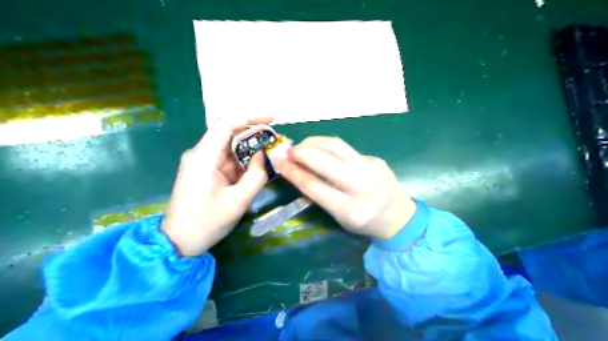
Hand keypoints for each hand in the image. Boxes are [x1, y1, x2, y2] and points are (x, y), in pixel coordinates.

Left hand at [160, 115, 269, 254]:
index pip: (226, 124)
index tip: (272, 118)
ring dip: (251, 148)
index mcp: (204, 157)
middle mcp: (200, 153)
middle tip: (276, 141)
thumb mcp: (237, 202)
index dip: (250, 116)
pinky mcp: (206, 170)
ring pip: (230, 146)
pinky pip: (228, 158)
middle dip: (254, 133)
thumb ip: (255, 176)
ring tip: (272, 153)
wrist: (179, 241)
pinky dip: (244, 160)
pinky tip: (258, 165)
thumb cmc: (206, 223)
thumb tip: (263, 155)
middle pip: (229, 132)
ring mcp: (202, 162)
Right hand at [277, 135, 415, 239]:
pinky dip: (328, 147)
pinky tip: (321, 150)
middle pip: (325, 161)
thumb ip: (320, 194)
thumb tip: (298, 170)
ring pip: (336, 146)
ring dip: (314, 142)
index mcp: (350, 210)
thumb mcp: (340, 217)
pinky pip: (346, 148)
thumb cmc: (364, 223)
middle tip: (289, 151)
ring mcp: (371, 169)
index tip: (279, 163)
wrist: (399, 217)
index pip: (314, 186)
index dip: (293, 172)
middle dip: (301, 152)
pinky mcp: (376, 158)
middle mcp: (362, 187)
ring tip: (302, 146)